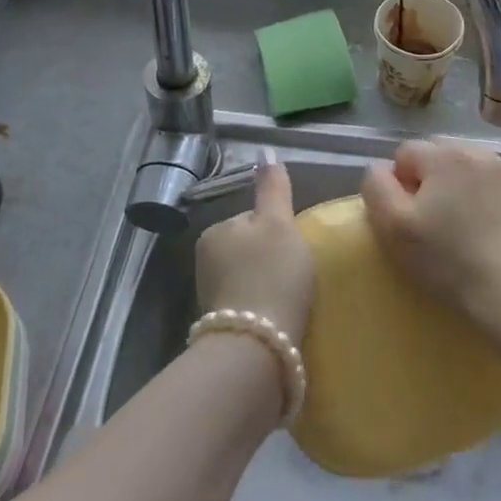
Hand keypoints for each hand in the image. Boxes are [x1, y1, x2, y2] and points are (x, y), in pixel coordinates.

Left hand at [195, 160, 315, 343]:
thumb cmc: (272, 274)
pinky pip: (249, 303)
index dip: (280, 230)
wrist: (258, 348)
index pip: (255, 218)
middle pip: (252, 247)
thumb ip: (273, 188)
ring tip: (291, 298)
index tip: (295, 249)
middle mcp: (204, 260)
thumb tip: (265, 152)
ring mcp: (209, 295)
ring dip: (269, 283)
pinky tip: (280, 317)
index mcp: (215, 231)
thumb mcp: (279, 223)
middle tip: (296, 275)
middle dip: (272, 258)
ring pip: (250, 276)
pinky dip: (265, 306)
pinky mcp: (221, 325)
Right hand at [361, 139, 500, 340]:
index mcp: (444, 156)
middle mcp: (478, 153)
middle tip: (430, 219)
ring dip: (458, 186)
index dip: (398, 183)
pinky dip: (485, 199)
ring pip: (468, 167)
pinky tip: (486, 231)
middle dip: (429, 178)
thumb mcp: (393, 227)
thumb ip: (377, 187)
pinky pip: (494, 185)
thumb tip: (380, 169)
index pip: (405, 152)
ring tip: (459, 225)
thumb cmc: (447, 259)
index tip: (407, 217)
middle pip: (438, 154)